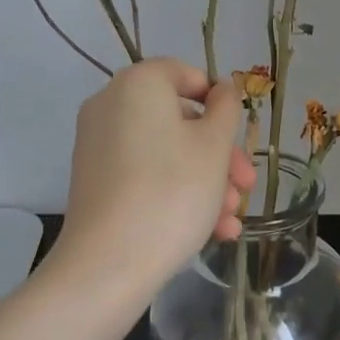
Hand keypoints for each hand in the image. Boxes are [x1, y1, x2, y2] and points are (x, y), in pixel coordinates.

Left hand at [48, 59, 254, 310]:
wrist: (108, 266)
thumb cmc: (172, 191)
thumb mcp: (214, 145)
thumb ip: (226, 108)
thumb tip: (222, 88)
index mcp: (138, 84)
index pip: (186, 74)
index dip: (219, 102)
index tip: (239, 135)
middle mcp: (111, 105)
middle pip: (179, 119)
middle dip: (219, 154)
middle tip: (245, 186)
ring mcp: (98, 145)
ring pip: (166, 152)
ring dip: (205, 180)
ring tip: (231, 220)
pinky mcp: (94, 183)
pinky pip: (144, 175)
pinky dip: (175, 193)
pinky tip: (211, 231)